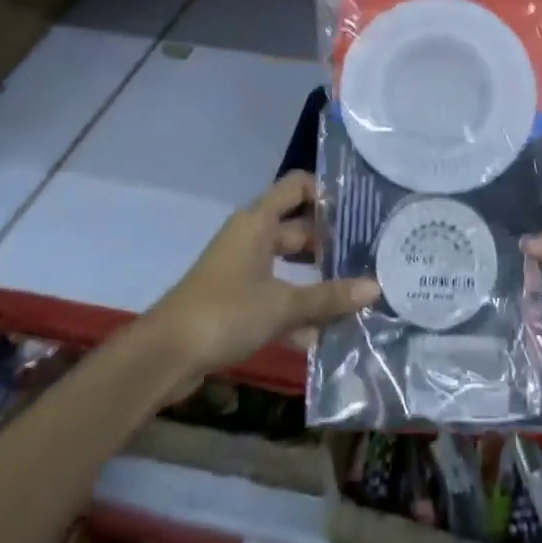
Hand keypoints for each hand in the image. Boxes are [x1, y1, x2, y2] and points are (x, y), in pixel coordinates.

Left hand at [152, 172, 377, 376]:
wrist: (165, 356)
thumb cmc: (226, 312)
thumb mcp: (284, 305)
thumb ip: (330, 297)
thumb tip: (376, 287)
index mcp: (258, 221)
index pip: (297, 186)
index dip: (326, 192)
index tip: (358, 211)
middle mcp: (251, 237)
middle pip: (298, 229)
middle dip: (330, 244)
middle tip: (369, 257)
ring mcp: (241, 269)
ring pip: (288, 266)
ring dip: (316, 282)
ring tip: (355, 296)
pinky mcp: (235, 301)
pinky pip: (275, 295)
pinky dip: (295, 310)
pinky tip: (322, 336)